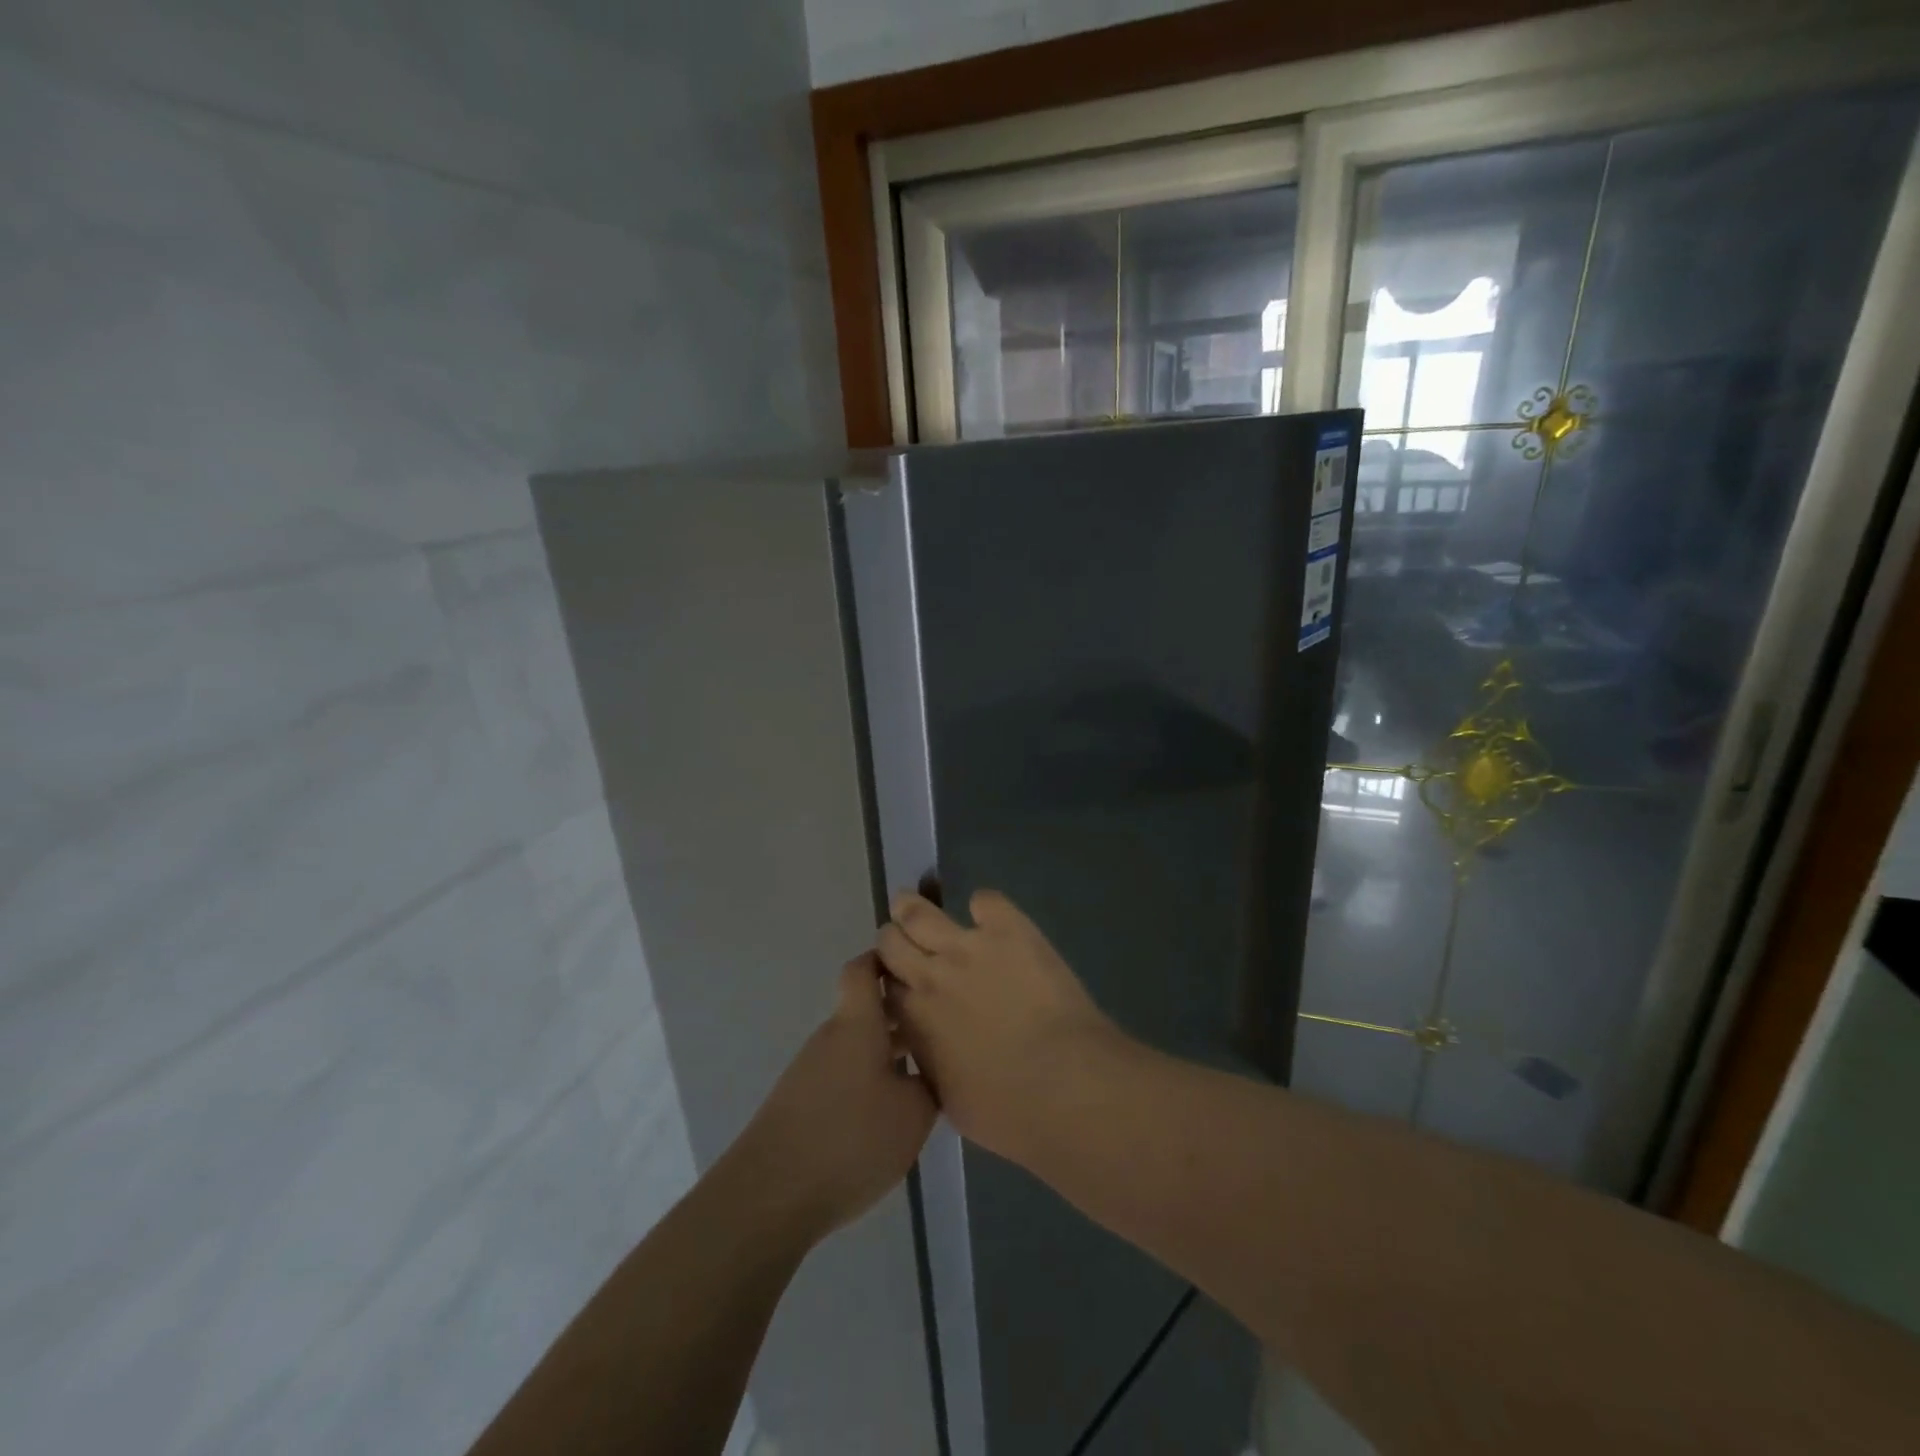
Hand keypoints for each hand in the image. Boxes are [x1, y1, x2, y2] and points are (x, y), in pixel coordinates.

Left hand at [730, 953, 936, 1245]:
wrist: (770, 1195)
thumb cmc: (850, 1140)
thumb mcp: (913, 1114)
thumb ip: (928, 1082)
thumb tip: (929, 1068)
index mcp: (857, 1024)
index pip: (863, 969)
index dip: (886, 959)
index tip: (915, 964)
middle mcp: (832, 1037)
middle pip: (866, 1009)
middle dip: (901, 1013)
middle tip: (940, 1026)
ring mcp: (812, 1069)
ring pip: (857, 1044)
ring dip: (887, 1050)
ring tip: (924, 1073)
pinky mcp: (801, 1102)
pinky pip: (844, 1074)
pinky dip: (868, 1079)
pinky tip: (889, 1111)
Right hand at [877, 889, 1125, 1163]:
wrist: (1063, 1085)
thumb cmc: (1007, 1112)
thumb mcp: (947, 1098)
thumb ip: (928, 1060)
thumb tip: (926, 1045)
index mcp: (912, 1019)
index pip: (883, 985)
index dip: (889, 981)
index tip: (898, 982)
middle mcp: (929, 975)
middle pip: (891, 941)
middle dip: (894, 940)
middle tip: (905, 941)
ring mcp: (967, 946)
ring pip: (919, 912)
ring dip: (912, 907)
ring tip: (915, 904)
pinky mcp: (1008, 929)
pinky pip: (985, 901)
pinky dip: (983, 906)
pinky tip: (990, 917)